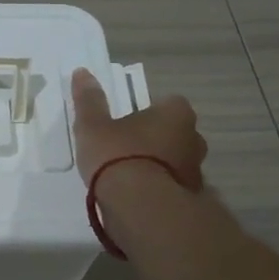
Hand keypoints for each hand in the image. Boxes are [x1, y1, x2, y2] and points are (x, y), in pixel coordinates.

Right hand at [70, 67, 206, 192]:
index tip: (126, 122)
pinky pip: (172, 187)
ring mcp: (196, 171)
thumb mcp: (93, 126)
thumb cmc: (118, 156)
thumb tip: (82, 72)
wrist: (140, 207)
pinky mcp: (191, 199)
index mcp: (176, 114)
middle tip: (126, 148)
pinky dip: (159, 189)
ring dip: (158, 166)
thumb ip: (89, 100)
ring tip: (128, 177)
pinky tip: (136, 197)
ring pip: (176, 161)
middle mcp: (194, 138)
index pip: (168, 103)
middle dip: (156, 139)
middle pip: (175, 133)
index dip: (147, 111)